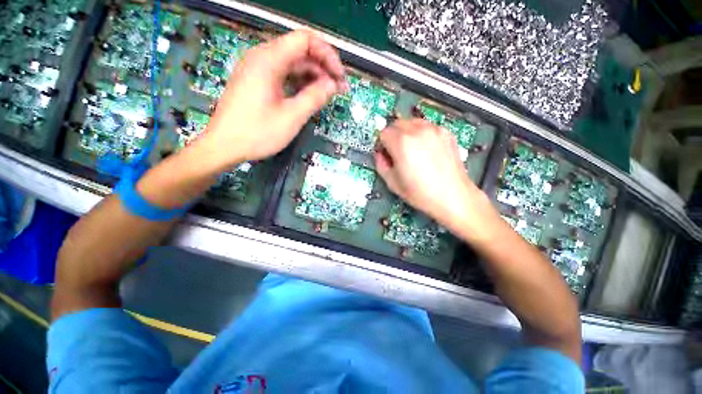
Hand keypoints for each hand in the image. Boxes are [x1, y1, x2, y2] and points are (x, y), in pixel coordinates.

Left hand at [200, 30, 345, 165]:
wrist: (224, 145)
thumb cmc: (257, 133)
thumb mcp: (291, 117)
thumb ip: (314, 97)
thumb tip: (333, 85)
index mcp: (269, 60)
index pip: (305, 40)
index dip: (327, 55)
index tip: (339, 77)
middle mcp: (262, 57)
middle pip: (299, 51)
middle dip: (322, 68)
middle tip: (338, 90)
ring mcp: (257, 69)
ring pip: (292, 64)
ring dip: (312, 77)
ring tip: (327, 95)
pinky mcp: (256, 81)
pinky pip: (283, 74)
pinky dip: (299, 83)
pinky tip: (309, 97)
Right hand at [375, 119, 491, 232]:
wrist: (453, 197)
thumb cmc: (420, 193)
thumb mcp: (392, 183)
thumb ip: (381, 165)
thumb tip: (379, 155)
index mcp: (401, 143)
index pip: (383, 133)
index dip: (382, 144)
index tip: (385, 154)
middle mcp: (417, 131)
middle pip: (397, 123)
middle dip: (393, 135)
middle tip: (396, 151)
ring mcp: (434, 130)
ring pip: (412, 122)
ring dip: (407, 132)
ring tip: (411, 149)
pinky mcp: (446, 133)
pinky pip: (427, 126)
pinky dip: (422, 133)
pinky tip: (426, 149)